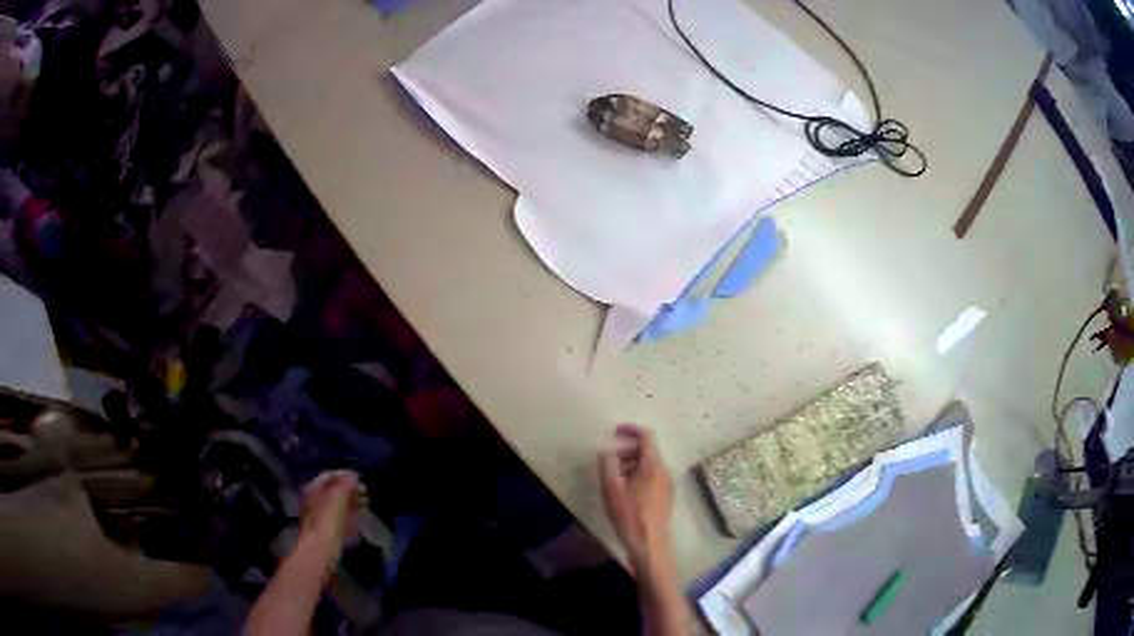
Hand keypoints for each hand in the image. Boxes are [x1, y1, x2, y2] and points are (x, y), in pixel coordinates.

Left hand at [296, 470, 364, 567]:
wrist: (320, 551)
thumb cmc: (328, 523)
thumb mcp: (337, 499)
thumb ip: (345, 485)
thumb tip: (353, 475)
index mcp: (314, 489)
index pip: (329, 475)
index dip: (345, 475)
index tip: (360, 479)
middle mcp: (314, 499)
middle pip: (332, 489)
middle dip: (349, 489)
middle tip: (364, 492)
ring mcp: (319, 515)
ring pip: (335, 503)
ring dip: (349, 502)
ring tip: (363, 504)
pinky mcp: (325, 530)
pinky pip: (337, 517)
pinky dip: (347, 514)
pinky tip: (355, 519)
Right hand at [599, 424, 673, 568]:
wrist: (650, 544)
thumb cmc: (629, 515)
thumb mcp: (611, 488)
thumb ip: (607, 464)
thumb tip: (605, 450)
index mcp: (653, 464)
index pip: (646, 436)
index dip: (630, 430)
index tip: (613, 432)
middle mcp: (665, 470)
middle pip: (648, 450)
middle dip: (628, 449)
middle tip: (609, 458)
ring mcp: (668, 483)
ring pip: (650, 464)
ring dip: (632, 463)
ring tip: (614, 476)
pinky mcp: (667, 496)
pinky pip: (654, 476)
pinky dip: (640, 474)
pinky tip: (626, 490)